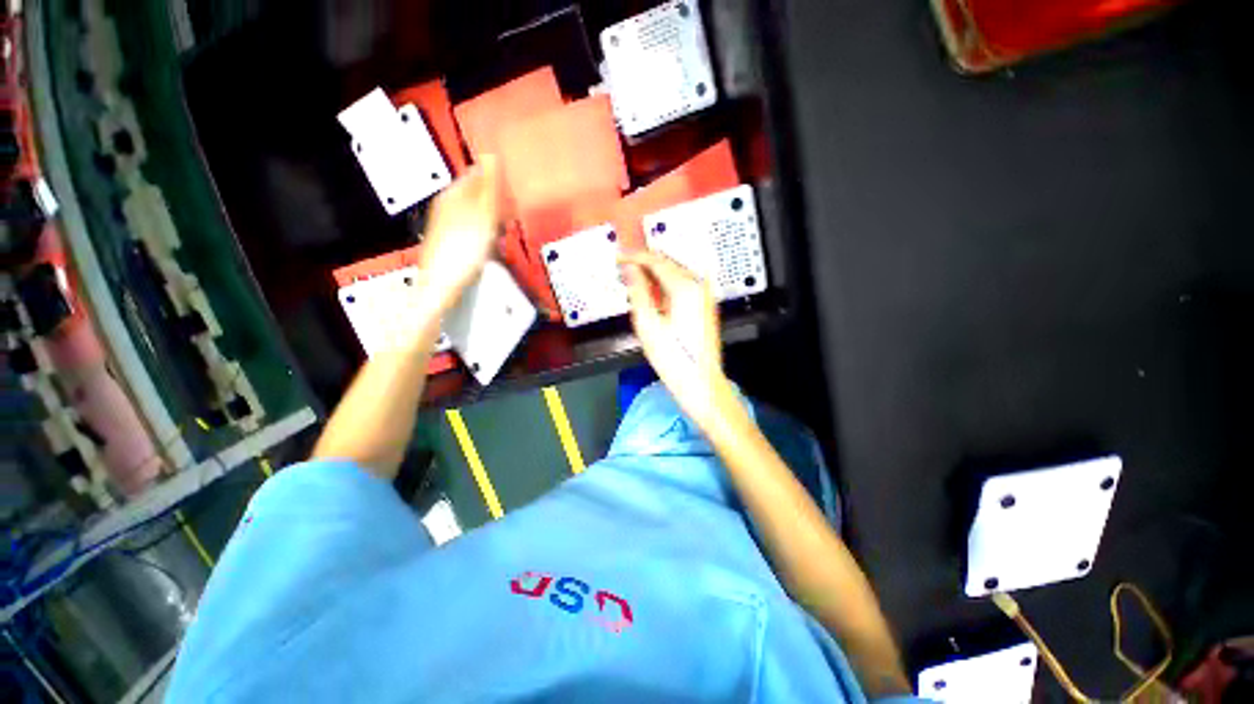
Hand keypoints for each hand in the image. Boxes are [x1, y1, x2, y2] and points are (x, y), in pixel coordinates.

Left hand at [416, 157, 503, 312]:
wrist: (445, 284)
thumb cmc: (461, 251)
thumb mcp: (480, 217)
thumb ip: (488, 189)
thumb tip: (492, 157)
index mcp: (453, 195)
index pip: (477, 173)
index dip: (497, 175)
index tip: (515, 179)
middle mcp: (450, 206)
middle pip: (478, 192)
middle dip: (498, 194)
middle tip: (517, 200)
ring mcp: (453, 224)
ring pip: (479, 209)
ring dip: (496, 211)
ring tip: (511, 217)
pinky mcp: (458, 240)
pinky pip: (478, 225)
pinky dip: (490, 227)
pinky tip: (497, 235)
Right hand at [621, 251, 731, 421]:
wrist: (700, 382)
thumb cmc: (673, 358)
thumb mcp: (648, 324)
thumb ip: (638, 291)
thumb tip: (630, 269)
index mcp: (686, 288)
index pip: (657, 261)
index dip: (635, 256)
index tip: (619, 256)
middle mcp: (699, 286)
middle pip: (668, 264)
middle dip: (645, 263)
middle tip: (624, 267)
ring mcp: (705, 296)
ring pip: (676, 273)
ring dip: (655, 273)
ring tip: (634, 279)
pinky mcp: (705, 306)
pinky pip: (683, 285)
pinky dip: (666, 285)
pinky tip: (653, 293)